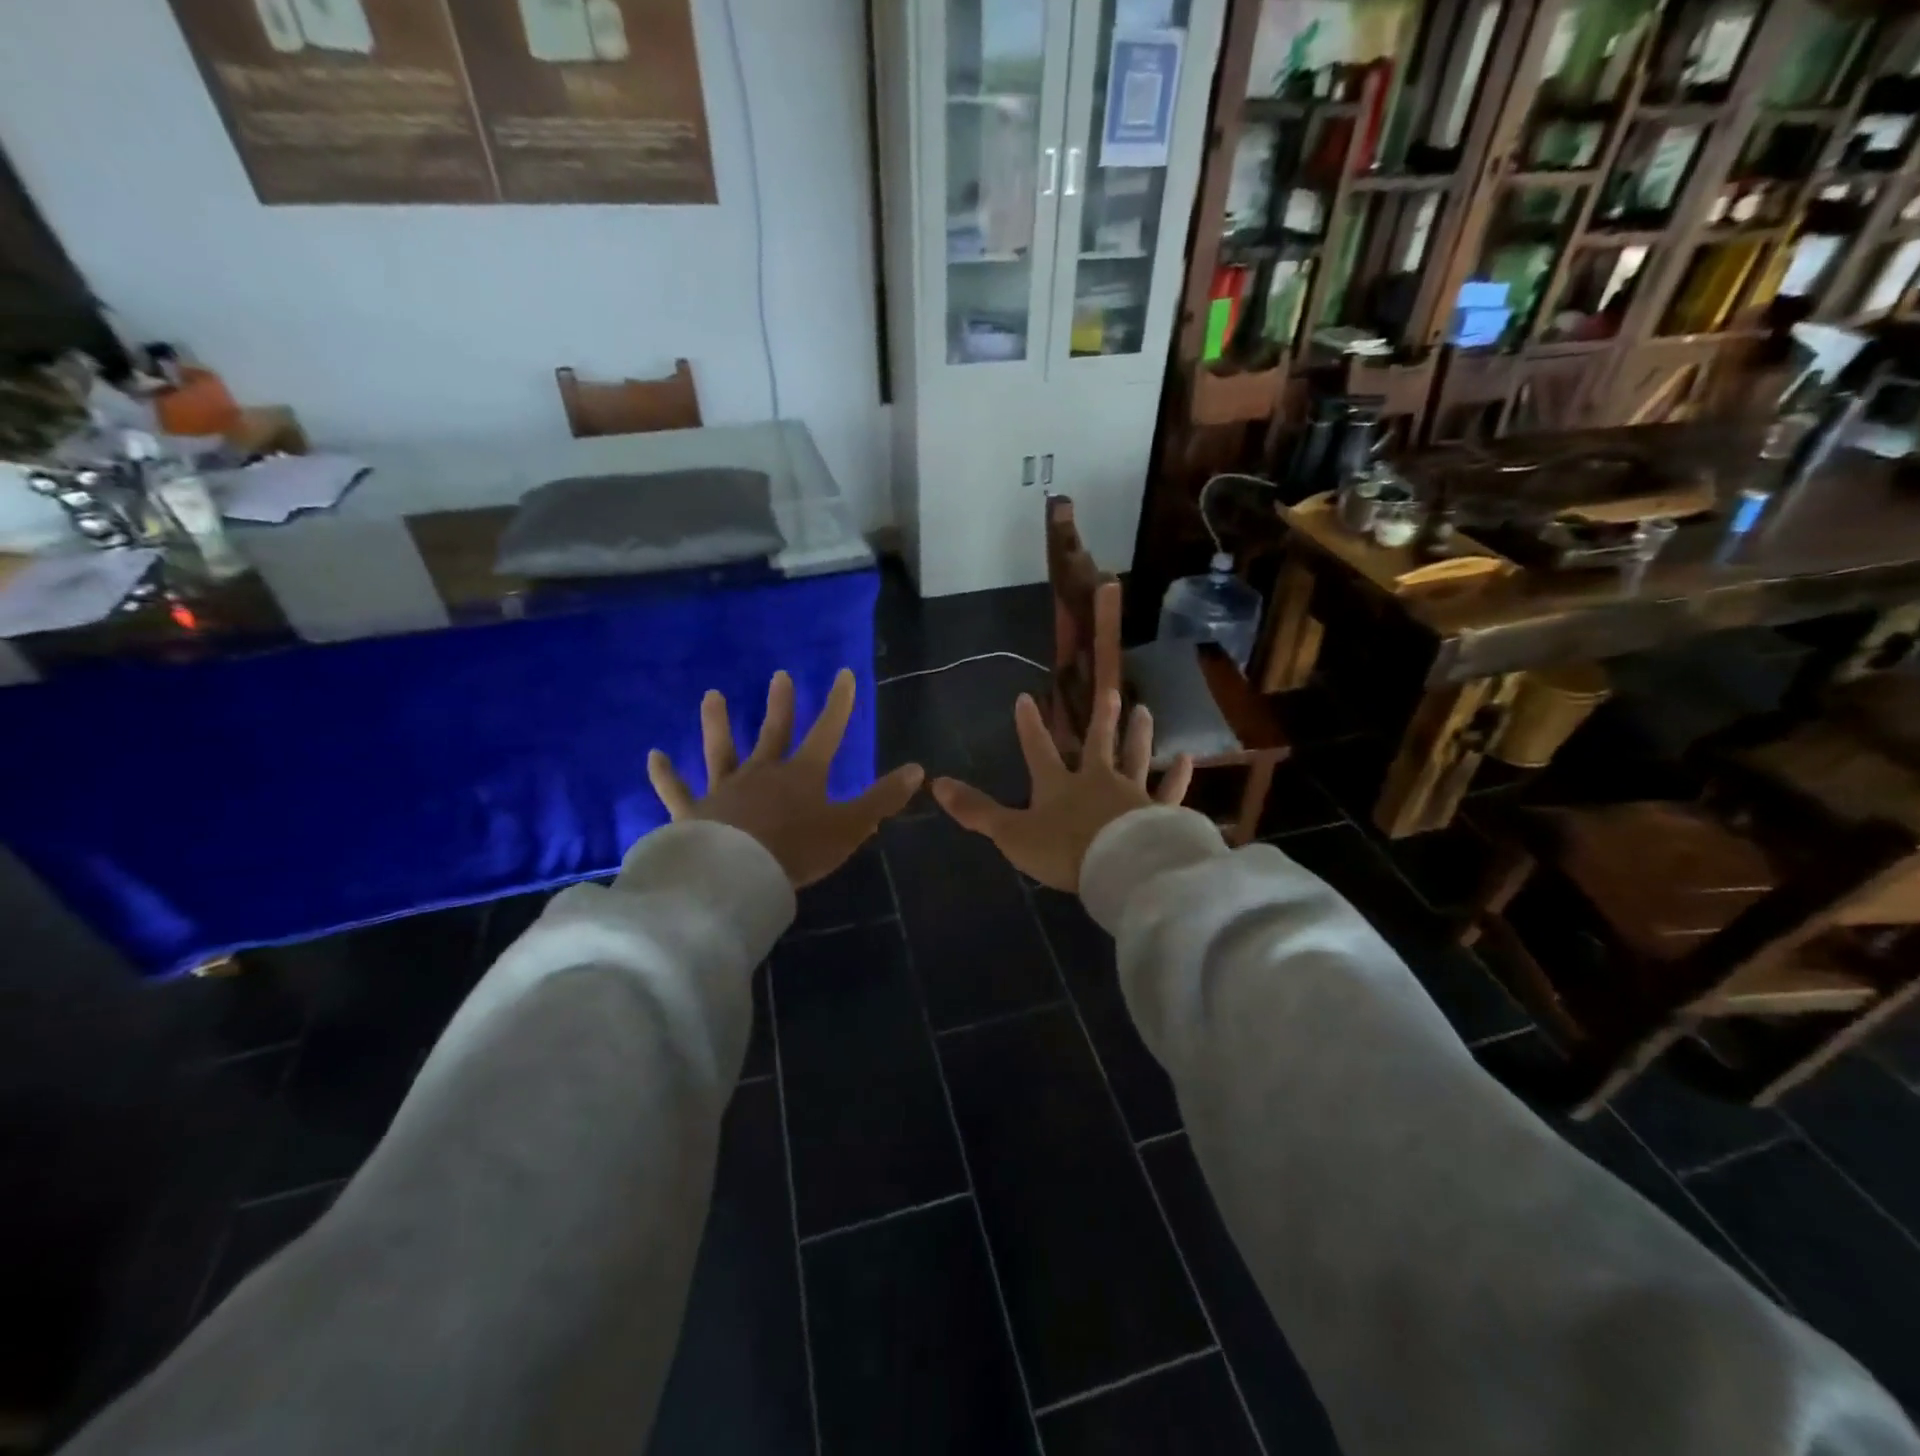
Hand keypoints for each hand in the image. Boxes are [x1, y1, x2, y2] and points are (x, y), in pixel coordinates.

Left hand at [648, 669, 922, 889]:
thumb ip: (882, 799)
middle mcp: (762, 772)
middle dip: (781, 704)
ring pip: (720, 750)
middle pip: (773, 732)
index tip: (843, 674)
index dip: (838, 703)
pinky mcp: (693, 812)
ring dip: (717, 723)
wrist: (737, 876)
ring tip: (712, 696)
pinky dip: (664, 774)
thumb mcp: (850, 827)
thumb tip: (917, 769)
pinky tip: (653, 756)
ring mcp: (724, 790)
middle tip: (779, 675)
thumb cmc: (797, 850)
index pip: (827, 731)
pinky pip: (676, 790)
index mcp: (802, 775)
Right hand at [932, 689, 1192, 892]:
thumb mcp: (1012, 833)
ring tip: (1144, 710)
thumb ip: (977, 810)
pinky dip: (1178, 776)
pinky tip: (1187, 759)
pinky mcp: (1159, 812)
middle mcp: (1096, 780)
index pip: (1038, 748)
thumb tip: (935, 783)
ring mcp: (1131, 794)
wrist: (1118, 868)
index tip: (1027, 697)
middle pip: (1098, 743)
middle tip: (1109, 690)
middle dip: (1100, 717)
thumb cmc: (1063, 850)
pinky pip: (1170, 791)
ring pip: (1135, 756)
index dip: (1030, 725)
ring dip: (1139, 734)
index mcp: (1058, 785)